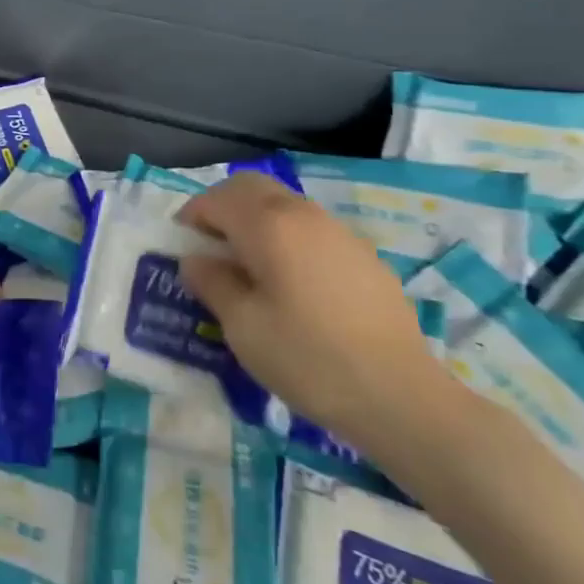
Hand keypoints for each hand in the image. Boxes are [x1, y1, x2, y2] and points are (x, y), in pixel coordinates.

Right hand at [179, 172, 453, 454]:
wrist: (401, 396)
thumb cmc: (308, 359)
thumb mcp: (242, 327)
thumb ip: (211, 283)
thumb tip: (196, 260)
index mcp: (267, 225)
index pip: (215, 199)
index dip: (191, 218)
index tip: (183, 249)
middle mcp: (302, 214)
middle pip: (251, 187)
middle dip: (223, 207)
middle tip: (212, 248)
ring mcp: (338, 231)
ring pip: (283, 204)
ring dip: (256, 220)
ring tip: (250, 268)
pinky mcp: (364, 255)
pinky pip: (311, 228)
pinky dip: (288, 238)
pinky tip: (294, 285)